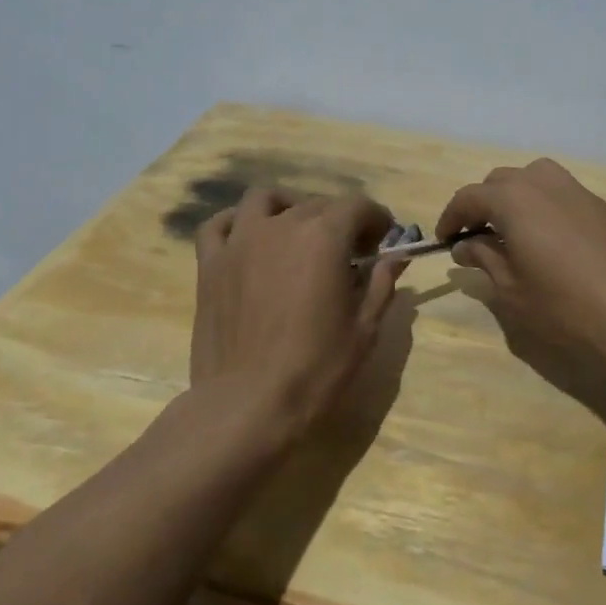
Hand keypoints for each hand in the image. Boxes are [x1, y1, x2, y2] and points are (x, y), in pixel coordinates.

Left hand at [191, 189, 404, 440]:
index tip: (382, 241)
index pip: (358, 206)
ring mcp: (240, 241)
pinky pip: (219, 225)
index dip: (376, 219)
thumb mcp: (364, 329)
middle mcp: (281, 226)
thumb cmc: (316, 369)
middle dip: (340, 220)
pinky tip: (249, 240)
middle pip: (317, 204)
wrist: (248, 405)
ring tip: (298, 234)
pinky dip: (236, 223)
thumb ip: (381, 284)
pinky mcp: (210, 263)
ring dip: (288, 208)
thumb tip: (395, 258)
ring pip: (265, 200)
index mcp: (324, 237)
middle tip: (349, 252)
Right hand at [435, 159, 605, 365]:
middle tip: (475, 237)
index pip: (468, 197)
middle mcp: (542, 182)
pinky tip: (548, 238)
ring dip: (513, 198)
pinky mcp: (600, 205)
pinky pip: (559, 192)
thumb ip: (483, 259)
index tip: (444, 241)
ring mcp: (576, 190)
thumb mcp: (511, 289)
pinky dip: (542, 205)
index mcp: (513, 199)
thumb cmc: (564, 305)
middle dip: (481, 205)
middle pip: (499, 181)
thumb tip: (465, 245)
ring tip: (511, 231)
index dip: (450, 218)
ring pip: (532, 178)